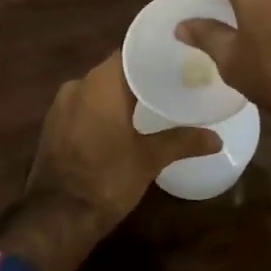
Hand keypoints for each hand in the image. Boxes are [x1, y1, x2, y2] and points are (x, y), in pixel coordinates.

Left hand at [0, 52, 217, 270]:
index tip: (177, 61)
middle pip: (114, 71)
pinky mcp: (53, 126)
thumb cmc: (107, 178)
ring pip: (97, 91)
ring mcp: (60, 106)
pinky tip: (122, 125)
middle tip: (172, 84)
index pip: (130, 54)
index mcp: (101, 83)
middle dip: (140, 78)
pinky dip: (102, 111)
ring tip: (151, 105)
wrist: (57, 217)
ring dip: (120, 96)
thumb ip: (182, 141)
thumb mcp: (149, 160)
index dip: (153, 56)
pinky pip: (83, 108)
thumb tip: (217, 138)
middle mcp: (77, 85)